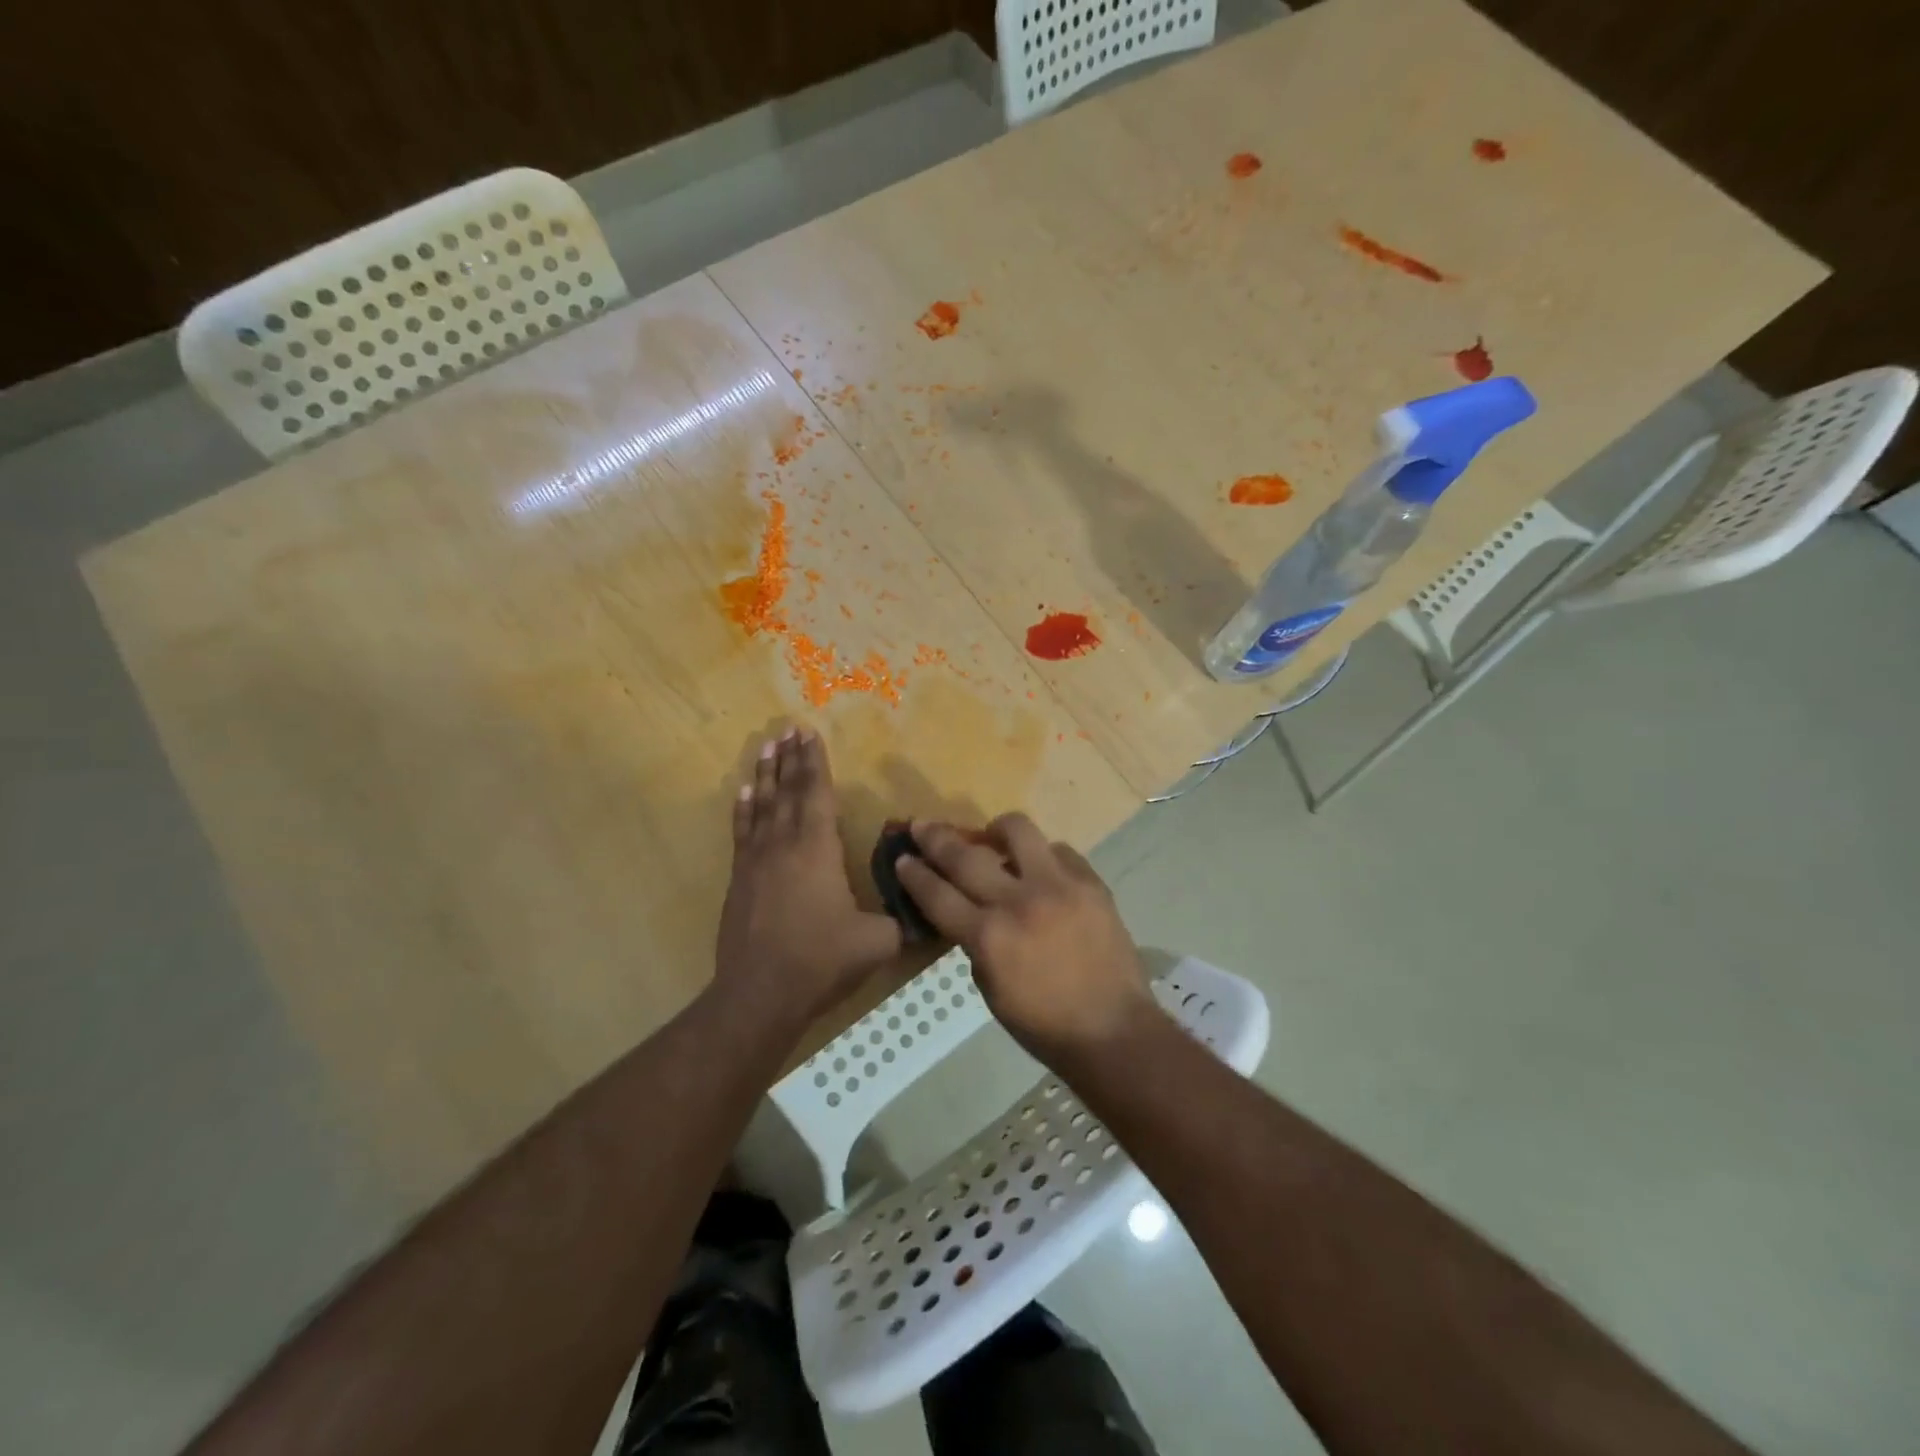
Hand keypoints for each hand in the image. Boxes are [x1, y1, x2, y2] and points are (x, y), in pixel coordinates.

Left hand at [715, 730, 901, 1029]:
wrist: (760, 994)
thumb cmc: (821, 959)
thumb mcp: (877, 940)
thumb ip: (901, 918)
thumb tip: (923, 909)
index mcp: (818, 849)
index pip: (816, 793)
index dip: (815, 762)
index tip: (810, 733)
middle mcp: (784, 844)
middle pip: (787, 790)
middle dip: (790, 758)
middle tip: (788, 728)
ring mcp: (756, 861)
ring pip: (761, 805)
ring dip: (765, 774)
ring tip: (766, 747)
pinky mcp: (740, 880)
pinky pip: (742, 831)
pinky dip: (743, 808)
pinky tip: (743, 792)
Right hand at [895, 815, 1155, 1063]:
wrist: (1113, 1030)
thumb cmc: (1044, 1025)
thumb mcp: (992, 993)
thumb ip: (976, 946)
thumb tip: (972, 913)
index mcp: (989, 937)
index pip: (938, 895)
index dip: (915, 874)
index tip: (903, 857)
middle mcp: (1019, 902)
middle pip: (966, 856)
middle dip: (936, 838)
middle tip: (923, 826)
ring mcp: (1058, 886)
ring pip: (1018, 831)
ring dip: (996, 830)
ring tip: (992, 836)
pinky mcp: (1091, 882)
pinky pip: (1060, 851)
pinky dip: (1043, 857)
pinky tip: (1041, 870)